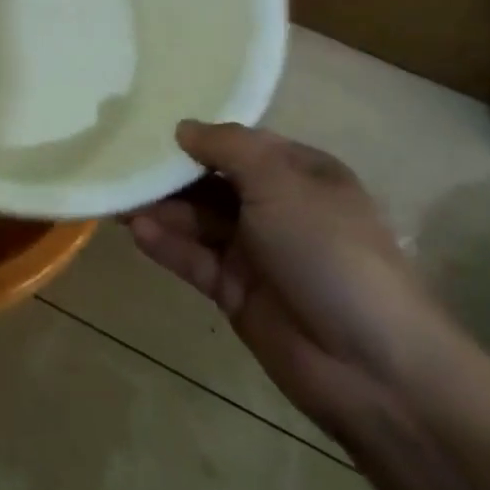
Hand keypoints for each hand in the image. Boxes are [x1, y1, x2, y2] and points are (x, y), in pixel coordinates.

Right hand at [127, 122, 463, 438]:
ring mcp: (255, 252)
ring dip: (160, 209)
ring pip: (197, 220)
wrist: (373, 367)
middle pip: (211, 181)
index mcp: (299, 174)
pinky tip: (136, 231)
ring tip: (117, 197)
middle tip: (120, 161)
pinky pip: (193, 259)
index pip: (239, 144)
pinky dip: (166, 244)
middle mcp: (276, 208)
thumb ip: (228, 148)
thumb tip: (183, 128)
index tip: (148, 122)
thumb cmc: (330, 251)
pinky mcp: (235, 292)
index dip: (198, 134)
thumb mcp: (281, 181)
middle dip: (169, 173)